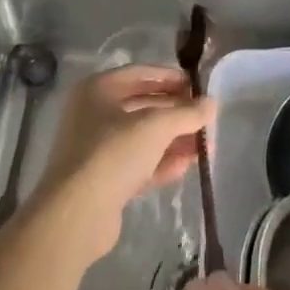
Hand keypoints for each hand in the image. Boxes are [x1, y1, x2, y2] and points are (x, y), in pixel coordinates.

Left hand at [31, 64, 213, 267]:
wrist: (76, 216)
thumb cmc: (113, 153)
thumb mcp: (156, 126)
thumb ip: (187, 113)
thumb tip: (212, 103)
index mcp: (97, 90)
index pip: (141, 74)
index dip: (171, 78)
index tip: (198, 87)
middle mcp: (93, 115)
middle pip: (143, 107)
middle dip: (176, 114)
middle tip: (206, 119)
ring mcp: (96, 150)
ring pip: (142, 138)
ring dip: (174, 140)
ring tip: (206, 146)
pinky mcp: (103, 181)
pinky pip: (137, 164)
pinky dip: (161, 163)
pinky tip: (187, 166)